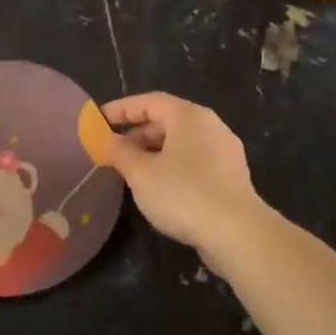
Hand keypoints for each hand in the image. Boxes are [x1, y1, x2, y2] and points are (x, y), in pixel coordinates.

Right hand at [103, 93, 268, 266]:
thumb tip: (107, 139)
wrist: (236, 233)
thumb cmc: (183, 194)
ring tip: (131, 171)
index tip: (99, 120)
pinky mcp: (230, 177)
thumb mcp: (141, 173)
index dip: (122, 109)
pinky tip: (158, 188)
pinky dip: (171, 167)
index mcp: (190, 116)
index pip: (150, 101)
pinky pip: (194, 162)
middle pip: (167, 121)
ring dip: (153, 152)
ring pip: (181, 143)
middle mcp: (211, 126)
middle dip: (137, 134)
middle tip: (112, 150)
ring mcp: (225, 152)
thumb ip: (119, 152)